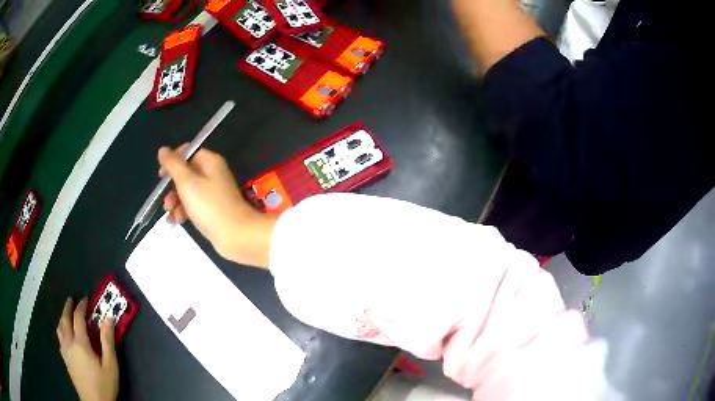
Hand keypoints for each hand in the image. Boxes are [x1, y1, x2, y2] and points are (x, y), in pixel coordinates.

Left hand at [57, 298, 118, 400]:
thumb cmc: (104, 384)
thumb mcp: (111, 365)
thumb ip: (108, 341)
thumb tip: (108, 318)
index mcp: (80, 343)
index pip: (78, 318)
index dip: (81, 306)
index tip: (85, 299)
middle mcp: (69, 342)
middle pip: (65, 319)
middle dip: (68, 307)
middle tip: (72, 300)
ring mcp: (65, 351)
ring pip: (60, 327)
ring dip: (63, 317)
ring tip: (67, 314)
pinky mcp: (65, 358)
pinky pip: (59, 337)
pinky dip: (61, 329)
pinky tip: (65, 333)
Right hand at [158, 146, 275, 267]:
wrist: (236, 236)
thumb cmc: (210, 206)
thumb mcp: (187, 183)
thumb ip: (173, 165)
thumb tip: (163, 150)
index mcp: (210, 162)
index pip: (188, 153)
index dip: (173, 162)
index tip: (161, 175)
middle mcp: (213, 174)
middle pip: (186, 173)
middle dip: (172, 187)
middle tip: (165, 201)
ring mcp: (214, 193)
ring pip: (188, 191)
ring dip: (175, 201)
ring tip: (170, 214)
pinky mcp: (213, 210)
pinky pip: (193, 205)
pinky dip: (183, 211)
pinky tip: (175, 221)